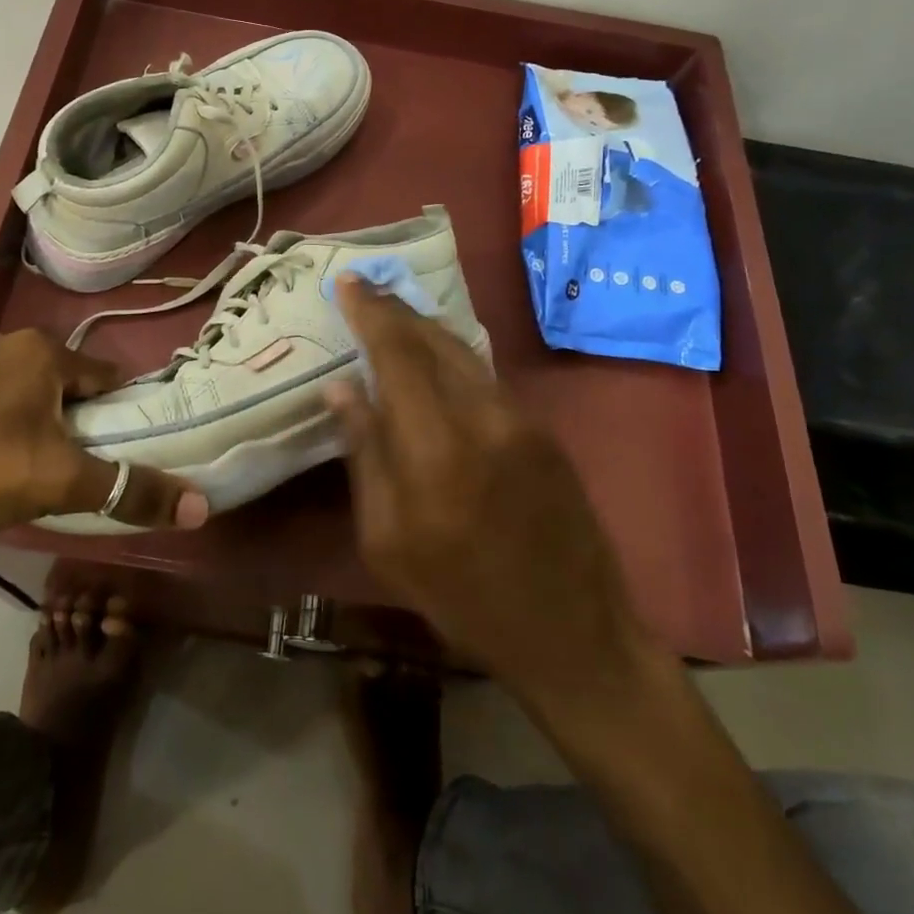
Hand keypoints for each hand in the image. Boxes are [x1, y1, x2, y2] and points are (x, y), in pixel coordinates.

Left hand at [0, 327, 206, 540]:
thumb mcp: (58, 483)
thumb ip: (128, 491)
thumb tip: (199, 506)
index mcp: (43, 352)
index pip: (105, 377)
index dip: (117, 414)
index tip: (114, 449)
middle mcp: (3, 339)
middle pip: (60, 382)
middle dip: (69, 420)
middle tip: (63, 468)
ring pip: (16, 388)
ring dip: (27, 420)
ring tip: (15, 469)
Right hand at [327, 278, 658, 701]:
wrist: (572, 632)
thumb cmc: (461, 598)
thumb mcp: (387, 541)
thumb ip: (365, 454)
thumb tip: (341, 387)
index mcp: (436, 449)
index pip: (397, 355)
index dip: (370, 313)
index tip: (347, 281)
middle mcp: (484, 417)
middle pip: (434, 339)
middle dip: (395, 310)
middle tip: (364, 288)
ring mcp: (522, 419)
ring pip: (464, 351)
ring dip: (425, 327)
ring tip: (392, 313)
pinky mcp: (544, 430)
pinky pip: (486, 375)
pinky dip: (453, 356)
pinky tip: (434, 357)